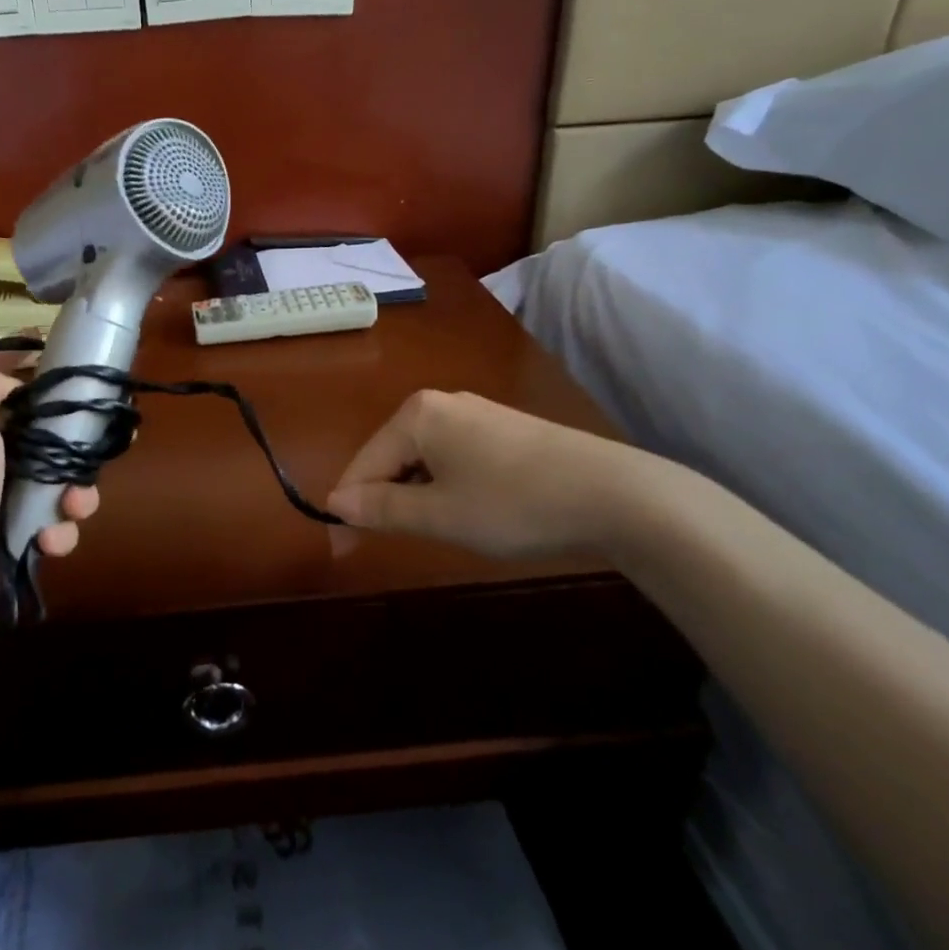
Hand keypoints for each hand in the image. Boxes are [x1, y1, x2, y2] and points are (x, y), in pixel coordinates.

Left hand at [0, 363, 98, 635]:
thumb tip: (14, 383)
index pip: (8, 387)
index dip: (37, 373)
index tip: (76, 370)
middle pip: (48, 439)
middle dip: (76, 449)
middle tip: (92, 457)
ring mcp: (3, 503)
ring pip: (60, 485)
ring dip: (76, 497)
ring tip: (72, 508)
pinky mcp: (16, 541)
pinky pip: (54, 527)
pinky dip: (58, 534)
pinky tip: (47, 542)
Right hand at [325, 390, 641, 559]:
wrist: (614, 494)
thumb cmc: (513, 505)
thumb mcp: (439, 515)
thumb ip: (382, 508)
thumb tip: (335, 503)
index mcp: (415, 415)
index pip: (363, 463)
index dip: (352, 507)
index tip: (347, 547)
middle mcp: (439, 402)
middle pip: (390, 455)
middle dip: (386, 498)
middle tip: (397, 541)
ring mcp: (474, 411)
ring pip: (423, 456)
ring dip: (417, 493)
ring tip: (437, 528)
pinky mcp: (502, 426)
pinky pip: (452, 454)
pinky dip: (446, 483)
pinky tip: (470, 507)